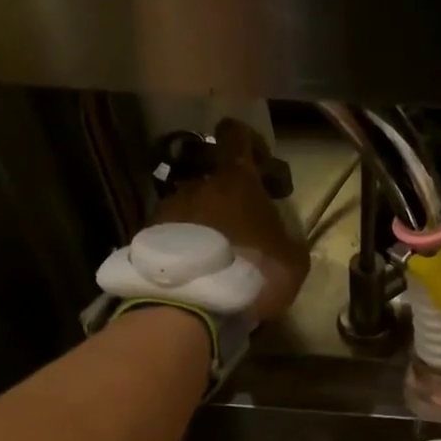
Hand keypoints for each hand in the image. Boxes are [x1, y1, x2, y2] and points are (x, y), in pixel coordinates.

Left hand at [150, 118, 309, 321]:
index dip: (247, 141)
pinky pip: (171, 233)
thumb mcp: (292, 262)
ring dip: (202, 224)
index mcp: (236, 181)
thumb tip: (279, 236)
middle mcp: (198, 185)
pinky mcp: (148, 237)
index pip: (235, 135)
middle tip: (239, 228)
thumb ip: (287, 239)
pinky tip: (194, 272)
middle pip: (212, 177)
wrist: (194, 305)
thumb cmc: (252, 273)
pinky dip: (183, 246)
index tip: (258, 162)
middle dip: (226, 197)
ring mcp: (168, 209)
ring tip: (213, 258)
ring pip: (190, 207)